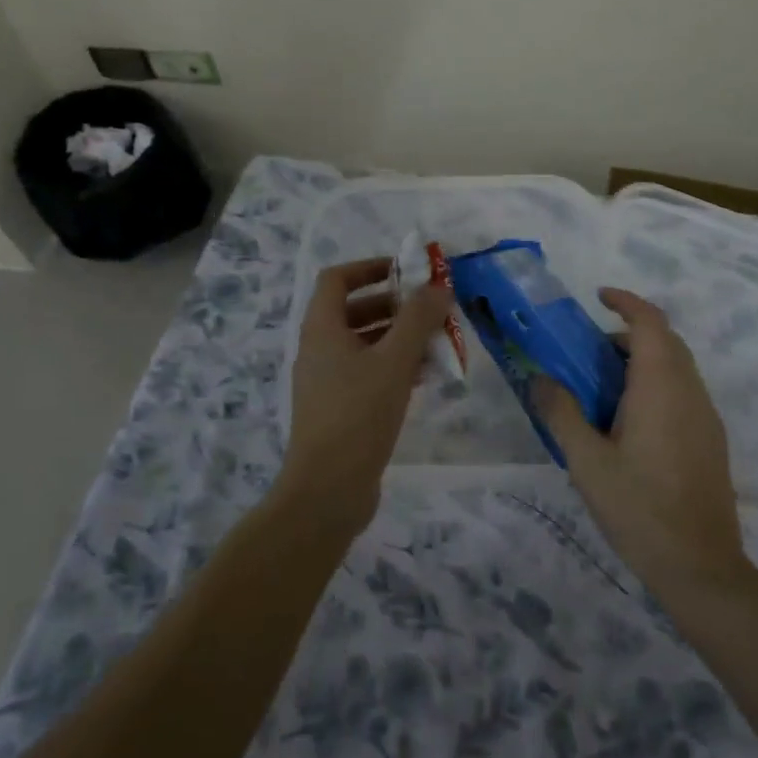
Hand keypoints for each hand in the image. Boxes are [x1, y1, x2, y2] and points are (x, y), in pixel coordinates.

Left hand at [279, 257, 453, 530]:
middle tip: (432, 310)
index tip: (406, 272)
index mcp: (322, 328)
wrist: (327, 490)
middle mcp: (319, 349)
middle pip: (354, 310)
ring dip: (399, 338)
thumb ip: (418, 319)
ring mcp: (327, 381)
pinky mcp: (340, 408)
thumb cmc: (358, 414)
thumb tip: (438, 286)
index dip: (370, 267)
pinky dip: (394, 367)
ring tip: (438, 342)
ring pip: (365, 344)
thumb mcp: (394, 361)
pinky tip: (426, 377)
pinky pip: (368, 373)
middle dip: (395, 305)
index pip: (337, 278)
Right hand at [534, 289, 751, 591]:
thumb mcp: (586, 461)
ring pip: (676, 367)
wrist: (701, 566)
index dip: (626, 301)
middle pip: (664, 341)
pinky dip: (656, 384)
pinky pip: (683, 391)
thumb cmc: (639, 508)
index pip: (650, 321)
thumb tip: (539, 378)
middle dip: (627, 333)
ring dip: (642, 360)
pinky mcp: (711, 439)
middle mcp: (690, 390)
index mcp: (661, 386)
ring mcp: (706, 415)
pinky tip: (629, 423)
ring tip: (602, 389)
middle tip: (587, 352)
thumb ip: (561, 412)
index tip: (597, 297)